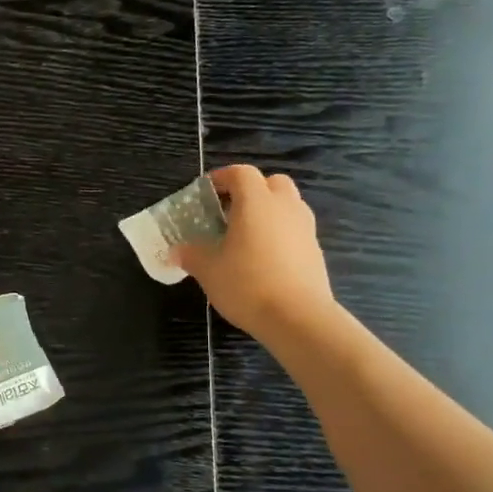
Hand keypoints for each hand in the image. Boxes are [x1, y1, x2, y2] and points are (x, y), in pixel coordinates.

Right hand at [176, 165, 336, 341]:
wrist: (298, 318)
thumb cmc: (246, 284)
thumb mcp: (208, 270)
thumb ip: (191, 254)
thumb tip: (176, 251)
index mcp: (256, 202)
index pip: (241, 173)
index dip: (222, 177)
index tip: (206, 192)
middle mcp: (285, 207)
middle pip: (272, 183)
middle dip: (251, 191)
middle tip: (230, 211)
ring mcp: (305, 229)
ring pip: (288, 206)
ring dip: (268, 212)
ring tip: (246, 236)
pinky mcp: (315, 251)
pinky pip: (295, 230)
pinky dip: (280, 234)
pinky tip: (264, 259)